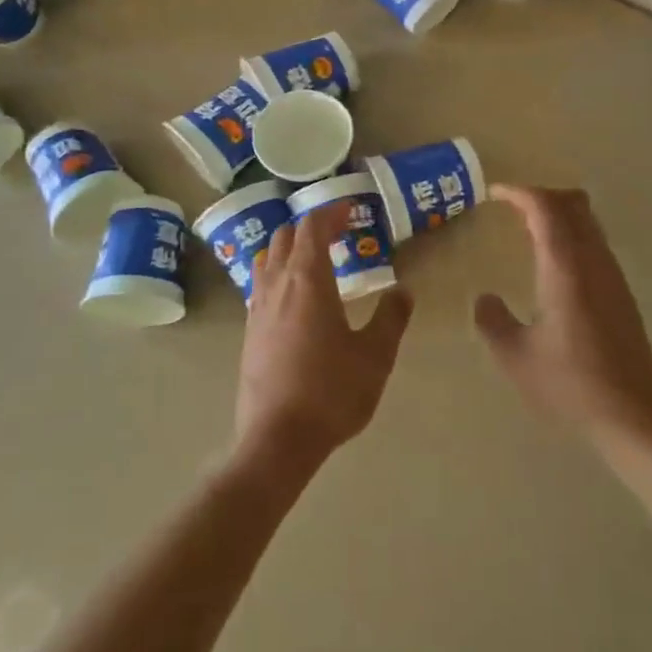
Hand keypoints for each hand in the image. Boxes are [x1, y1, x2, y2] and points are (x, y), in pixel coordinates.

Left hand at [235, 204, 413, 472]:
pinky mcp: (249, 333)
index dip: (331, 212)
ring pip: (267, 260)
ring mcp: (257, 309)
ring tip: (314, 261)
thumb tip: (403, 291)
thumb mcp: (375, 355)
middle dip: (309, 227)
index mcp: (307, 280)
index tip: (352, 211)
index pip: (312, 228)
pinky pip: (261, 286)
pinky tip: (295, 299)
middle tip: (337, 234)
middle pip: (284, 237)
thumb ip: (391, 318)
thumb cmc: (331, 392)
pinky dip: (278, 275)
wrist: (277, 440)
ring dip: (289, 249)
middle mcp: (276, 285)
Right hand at [475, 185, 651, 453]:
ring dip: (560, 214)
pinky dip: (572, 235)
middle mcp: (593, 262)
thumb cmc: (569, 385)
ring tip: (530, 230)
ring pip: (589, 222)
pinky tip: (556, 264)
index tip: (496, 193)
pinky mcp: (622, 293)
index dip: (520, 192)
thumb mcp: (515, 357)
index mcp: (565, 269)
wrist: (632, 416)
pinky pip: (596, 243)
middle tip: (513, 207)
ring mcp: (612, 276)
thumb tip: (485, 298)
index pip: (545, 209)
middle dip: (542, 196)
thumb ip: (492, 322)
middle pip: (573, 204)